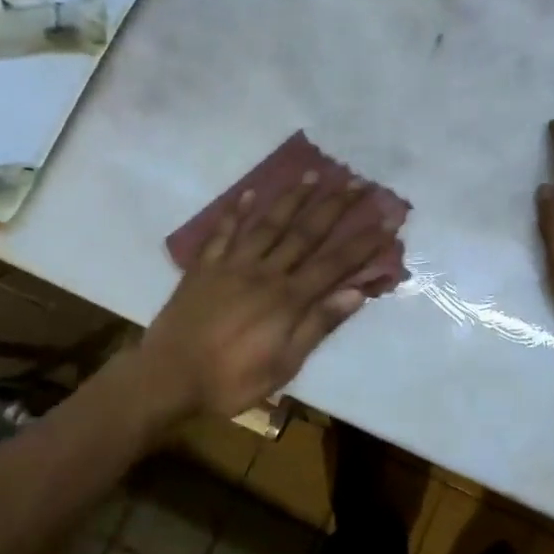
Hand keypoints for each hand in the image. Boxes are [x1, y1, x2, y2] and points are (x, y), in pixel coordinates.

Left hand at [136, 175, 403, 419]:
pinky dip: (235, 212)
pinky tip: (248, 193)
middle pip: (305, 233)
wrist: (167, 378)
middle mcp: (264, 272)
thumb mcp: (284, 364)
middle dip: (334, 206)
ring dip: (291, 198)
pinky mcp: (204, 268)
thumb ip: (318, 324)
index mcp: (288, 298)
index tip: (387, 217)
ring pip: (267, 224)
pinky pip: (222, 233)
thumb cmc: (231, 380)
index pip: (335, 263)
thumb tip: (356, 292)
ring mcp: (231, 265)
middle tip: (356, 181)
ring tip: (311, 174)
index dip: (363, 241)